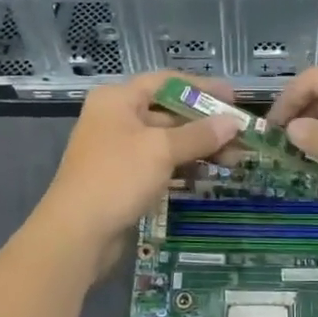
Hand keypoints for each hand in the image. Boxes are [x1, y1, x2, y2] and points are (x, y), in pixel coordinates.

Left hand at [38, 72, 242, 264]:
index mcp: (118, 99)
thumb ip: (199, 134)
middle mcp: (116, 118)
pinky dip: (184, 165)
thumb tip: (233, 123)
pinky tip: (210, 174)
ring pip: (167, 140)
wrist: (76, 235)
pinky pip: (161, 163)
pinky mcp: (124, 178)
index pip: (167, 82)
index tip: (233, 99)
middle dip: (205, 123)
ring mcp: (119, 150)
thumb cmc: (117, 178)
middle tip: (241, 134)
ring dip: (199, 147)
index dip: (202, 87)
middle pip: (169, 111)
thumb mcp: (161, 150)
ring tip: (235, 158)